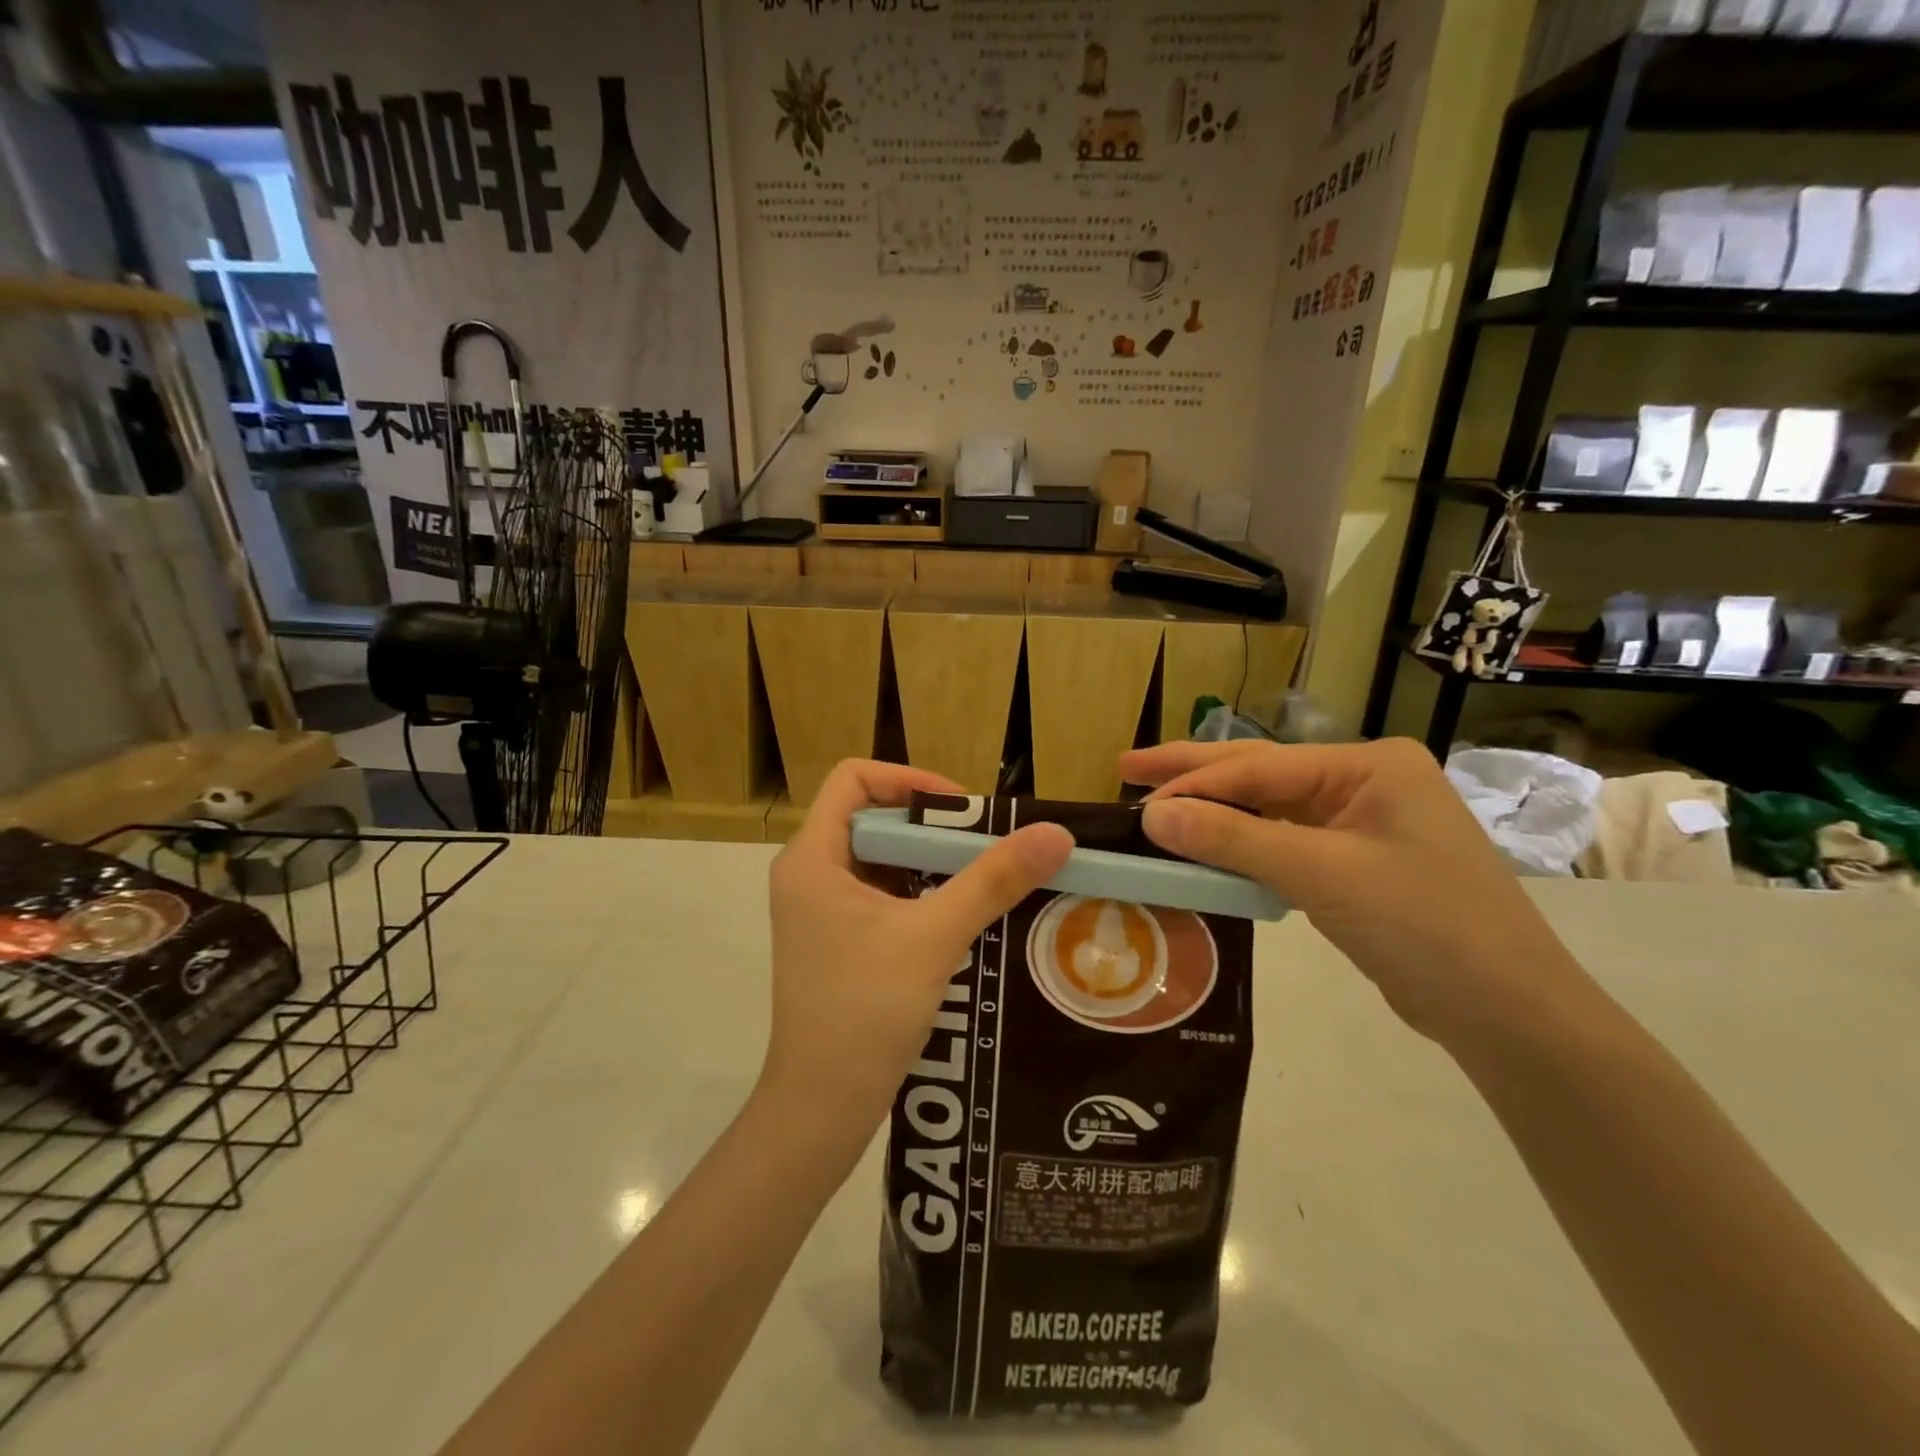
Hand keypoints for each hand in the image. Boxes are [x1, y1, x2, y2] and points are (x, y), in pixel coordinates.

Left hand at [761, 762, 1072, 1148]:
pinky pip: (885, 894)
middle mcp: (810, 873)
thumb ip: (993, 880)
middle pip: (874, 817)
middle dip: (934, 825)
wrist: (822, 1108)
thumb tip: (1056, 832)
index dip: (909, 779)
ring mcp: (822, 910)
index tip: (962, 808)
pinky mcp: (839, 940)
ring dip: (934, 861)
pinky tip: (967, 912)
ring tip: (988, 874)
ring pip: (883, 859)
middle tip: (990, 843)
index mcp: (811, 858)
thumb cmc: (864, 1012)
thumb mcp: (934, 937)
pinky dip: (924, 892)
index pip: (853, 778)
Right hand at [1122, 739, 1582, 1045]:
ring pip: (1270, 811)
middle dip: (1194, 773)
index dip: (1194, 783)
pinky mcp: (1356, 865)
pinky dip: (1243, 847)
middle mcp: (1364, 783)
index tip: (1137, 801)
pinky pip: (1285, 844)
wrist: (1509, 1013)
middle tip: (1129, 765)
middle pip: (1262, 775)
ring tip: (1156, 804)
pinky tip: (1207, 846)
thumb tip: (1152, 817)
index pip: (1260, 768)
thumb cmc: (1424, 924)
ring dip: (1215, 813)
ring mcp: (1362, 824)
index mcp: (1368, 766)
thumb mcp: (1321, 875)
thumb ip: (1233, 841)